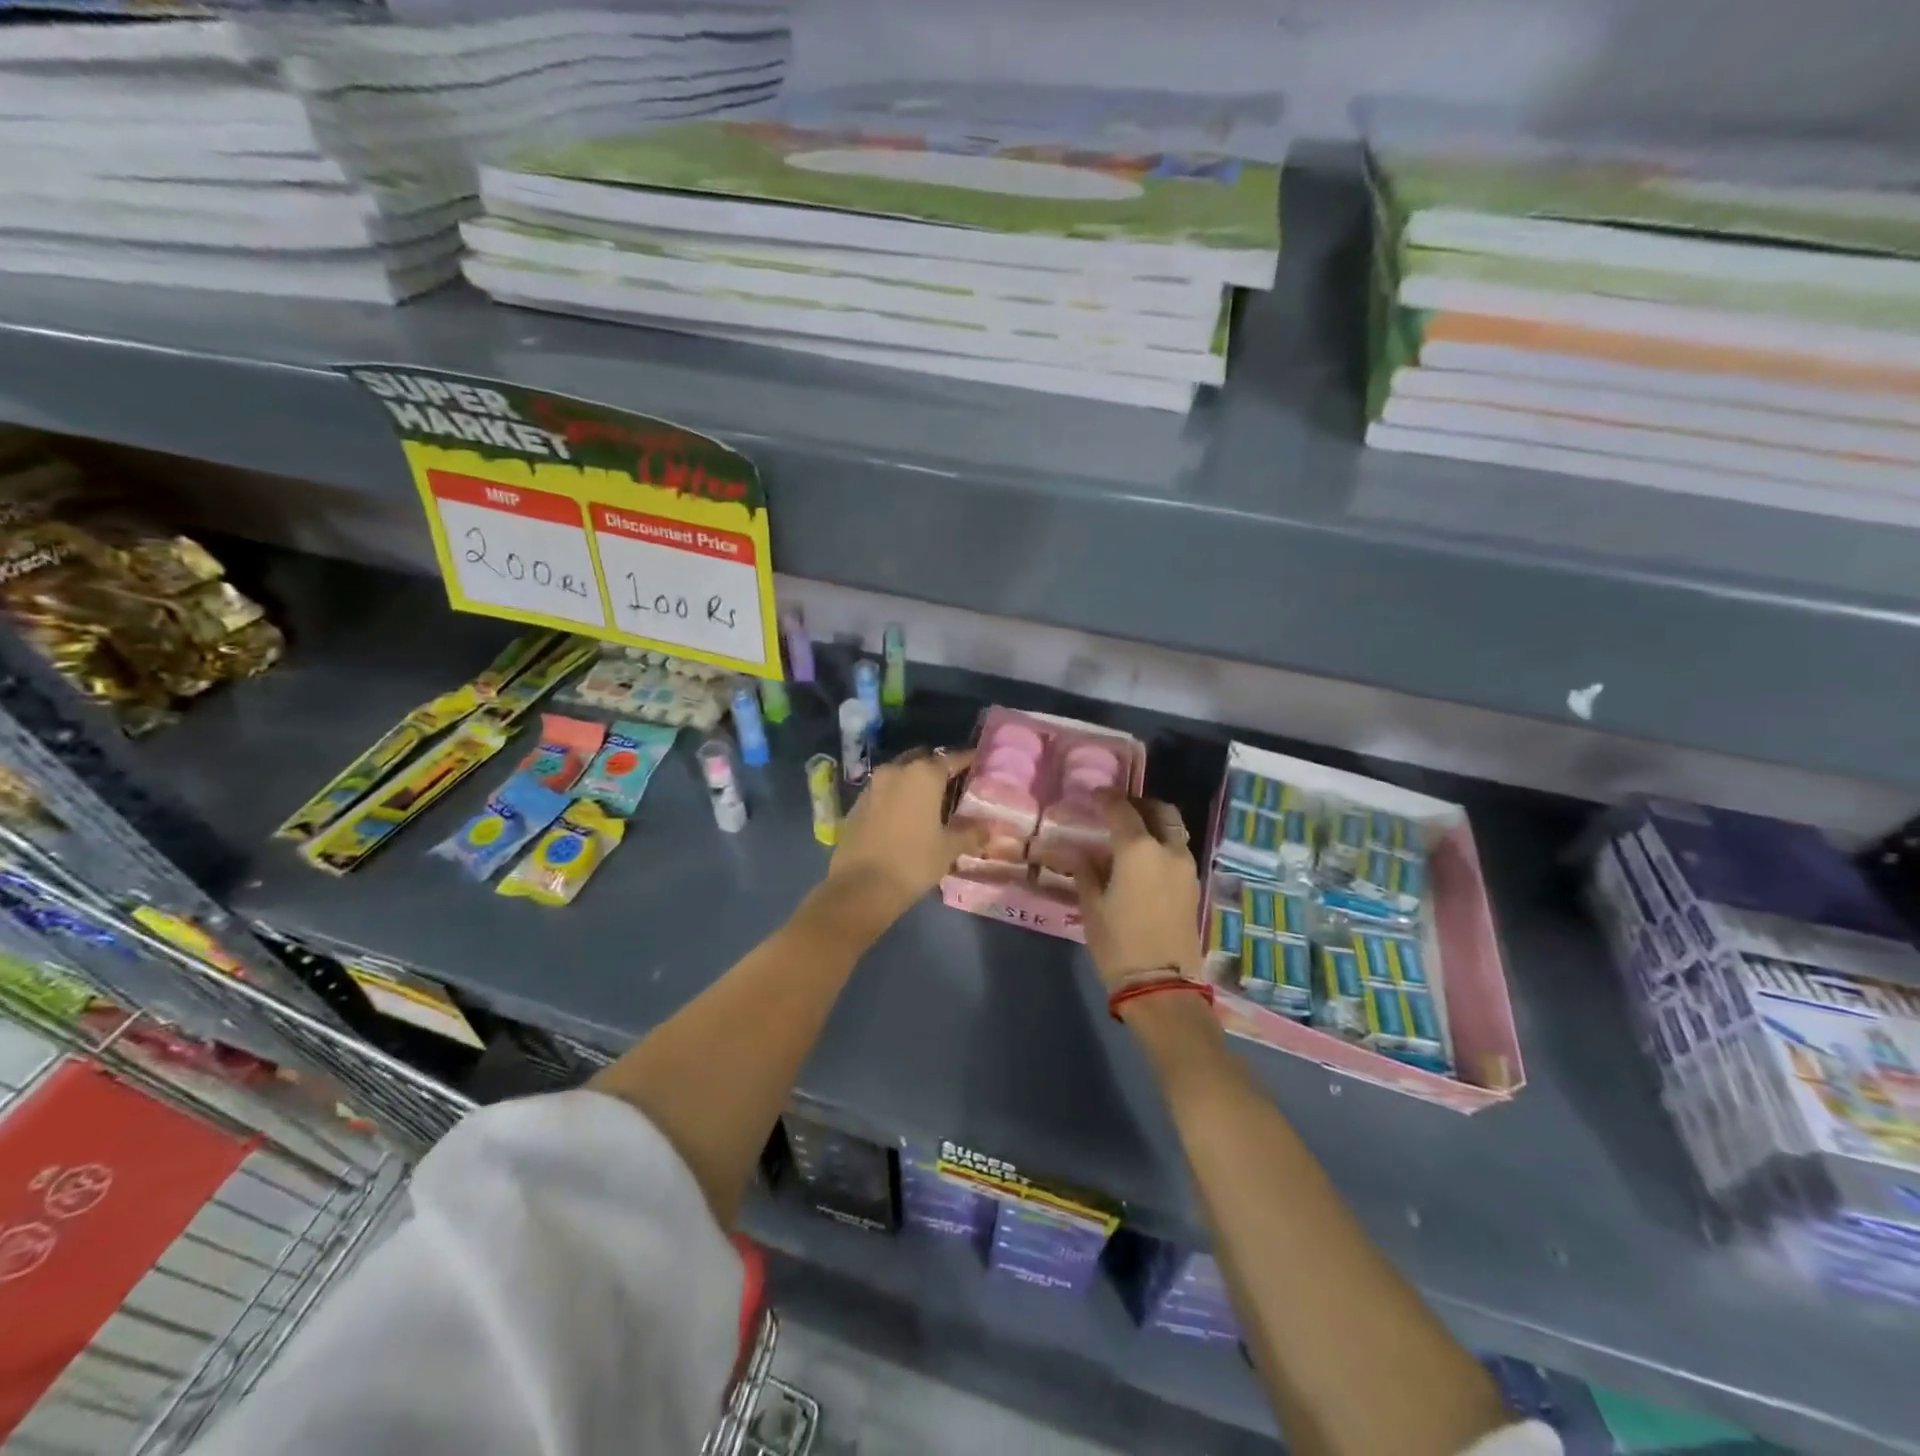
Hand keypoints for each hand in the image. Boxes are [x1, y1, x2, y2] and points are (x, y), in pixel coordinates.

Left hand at [826, 747, 984, 923]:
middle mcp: (896, 770)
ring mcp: (873, 785)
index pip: (951, 758)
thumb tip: (989, 828)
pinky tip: (905, 815)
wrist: (861, 887)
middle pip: (922, 760)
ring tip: (929, 801)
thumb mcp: (949, 848)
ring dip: (914, 781)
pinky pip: (883, 790)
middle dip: (937, 768)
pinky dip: (896, 796)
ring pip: (900, 773)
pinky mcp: (857, 803)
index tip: (977, 764)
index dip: (966, 760)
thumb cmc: (913, 862)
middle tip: (953, 785)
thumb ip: (971, 832)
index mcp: (923, 774)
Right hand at [1057, 795, 1203, 990]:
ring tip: (1131, 835)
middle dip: (1139, 804)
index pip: (1121, 809)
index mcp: (1139, 849)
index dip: (1106, 798)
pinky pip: (1179, 851)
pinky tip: (1144, 859)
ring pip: (1174, 830)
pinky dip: (1163, 844)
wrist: (1162, 986)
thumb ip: (1085, 871)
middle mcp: (1168, 850)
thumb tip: (1077, 852)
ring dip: (1155, 823)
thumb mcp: (1092, 906)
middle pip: (1160, 811)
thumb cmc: (1119, 944)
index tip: (1094, 796)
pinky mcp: (1193, 887)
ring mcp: (1187, 868)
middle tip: (1118, 810)